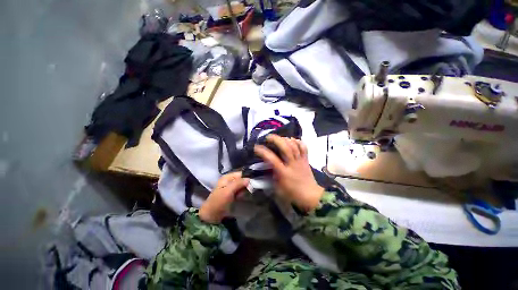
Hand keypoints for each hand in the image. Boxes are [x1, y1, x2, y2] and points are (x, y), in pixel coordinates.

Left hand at [199, 172, 249, 223]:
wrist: (212, 216)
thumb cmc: (219, 201)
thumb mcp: (228, 191)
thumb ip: (238, 183)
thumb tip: (249, 179)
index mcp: (227, 177)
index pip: (241, 173)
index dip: (247, 177)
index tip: (252, 183)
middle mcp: (230, 180)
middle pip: (242, 179)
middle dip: (245, 185)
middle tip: (244, 191)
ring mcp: (231, 187)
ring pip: (242, 186)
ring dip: (244, 191)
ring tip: (240, 196)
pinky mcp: (233, 194)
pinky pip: (241, 191)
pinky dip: (242, 194)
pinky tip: (240, 198)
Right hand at [254, 135, 323, 211]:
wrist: (310, 196)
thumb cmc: (292, 193)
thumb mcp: (277, 188)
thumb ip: (271, 176)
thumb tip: (266, 167)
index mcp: (284, 172)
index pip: (272, 159)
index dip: (263, 152)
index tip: (256, 147)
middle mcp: (292, 164)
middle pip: (285, 148)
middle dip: (276, 139)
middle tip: (268, 137)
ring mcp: (300, 160)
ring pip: (294, 146)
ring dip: (286, 139)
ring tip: (279, 137)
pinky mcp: (306, 159)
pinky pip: (303, 147)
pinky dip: (298, 141)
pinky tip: (292, 139)